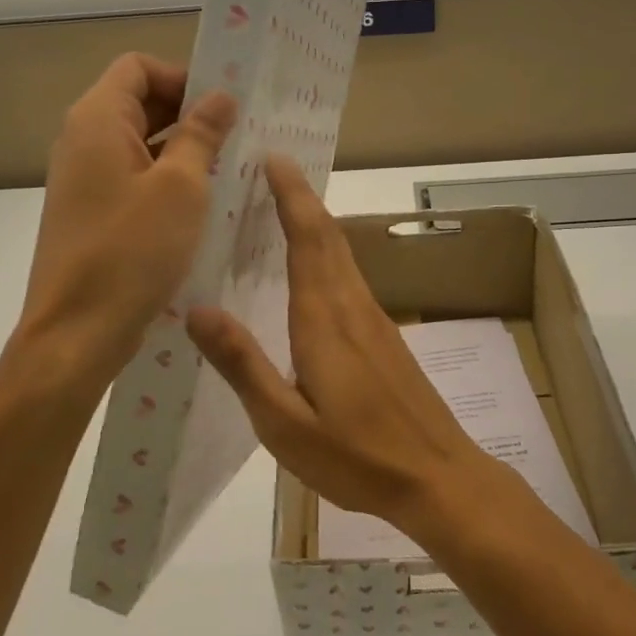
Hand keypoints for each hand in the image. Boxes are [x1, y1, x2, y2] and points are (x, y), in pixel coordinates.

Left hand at [11, 54, 235, 396]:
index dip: (182, 76)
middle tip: (239, 136)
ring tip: (230, 169)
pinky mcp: (92, 212)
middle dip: (189, 113)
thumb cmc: (132, 251)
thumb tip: (220, 96)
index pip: (138, 67)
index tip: (224, 106)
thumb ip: (201, 134)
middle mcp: (83, 141)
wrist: (77, 333)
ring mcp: (84, 179)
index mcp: (97, 120)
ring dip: (183, 149)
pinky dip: (167, 179)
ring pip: (140, 143)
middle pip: (138, 102)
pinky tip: (203, 204)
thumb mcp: (181, 187)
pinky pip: (134, 178)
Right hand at [187, 155, 497, 532]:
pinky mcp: (384, 335)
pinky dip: (327, 251)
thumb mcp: (284, 424)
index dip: (290, 194)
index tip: (273, 157)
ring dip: (314, 220)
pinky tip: (312, 269)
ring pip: (342, 253)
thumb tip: (197, 308)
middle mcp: (352, 305)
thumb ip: (243, 364)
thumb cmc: (357, 456)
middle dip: (300, 196)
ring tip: (282, 204)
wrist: (438, 477)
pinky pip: (349, 276)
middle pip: (328, 234)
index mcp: (324, 318)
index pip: (307, 238)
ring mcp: (374, 319)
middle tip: (270, 167)